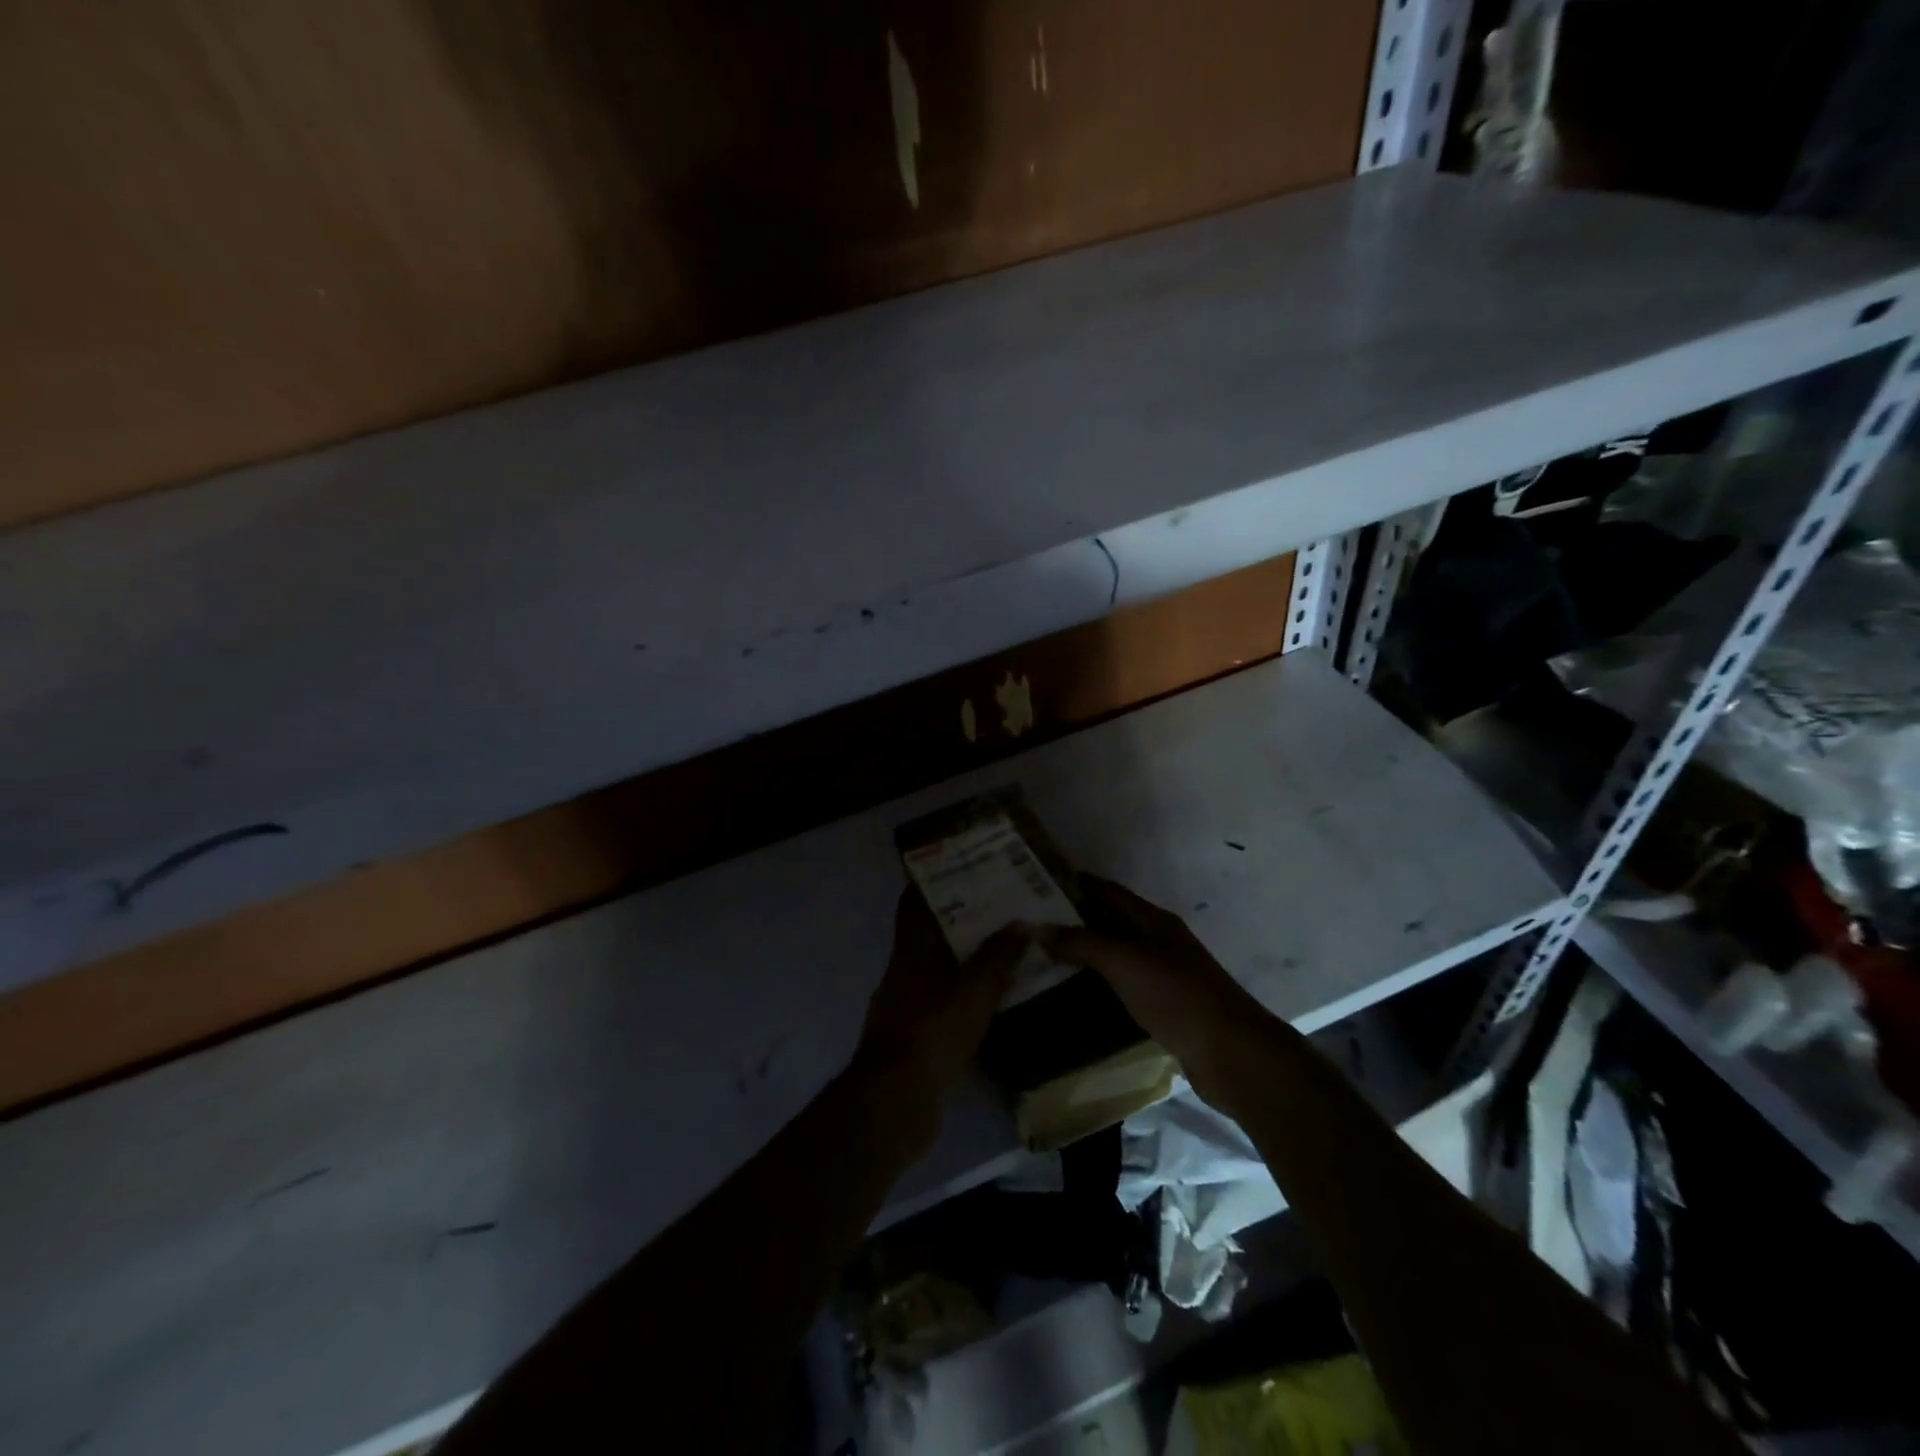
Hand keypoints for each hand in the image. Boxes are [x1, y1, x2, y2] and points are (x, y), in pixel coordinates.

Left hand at [848, 891, 1023, 1136]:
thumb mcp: (974, 988)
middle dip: (961, 919)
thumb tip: (1021, 922)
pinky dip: (966, 995)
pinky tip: (995, 998)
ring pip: (939, 969)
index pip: (914, 902)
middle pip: (930, 934)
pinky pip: (944, 1002)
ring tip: (1006, 947)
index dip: (932, 881)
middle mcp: (904, 971)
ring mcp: (907, 1005)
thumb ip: (998, 955)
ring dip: (966, 959)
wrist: (897, 1100)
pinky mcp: (916, 1036)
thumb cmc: (933, 1030)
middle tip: (1001, 906)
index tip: (962, 866)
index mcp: (911, 949)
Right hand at [1034, 877, 1282, 1115]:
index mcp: (1153, 920)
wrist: (1230, 1052)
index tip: (1037, 883)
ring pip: (1116, 954)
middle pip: (1110, 921)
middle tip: (1032, 925)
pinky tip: (1074, 993)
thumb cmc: (1176, 995)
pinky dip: (1098, 983)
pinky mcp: (1164, 1006)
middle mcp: (1158, 940)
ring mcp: (1163, 974)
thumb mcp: (1125, 962)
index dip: (1076, 884)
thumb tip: (1039, 928)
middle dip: (1074, 919)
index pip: (1108, 891)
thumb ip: (1082, 943)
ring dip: (1084, 954)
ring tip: (1042, 957)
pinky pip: (1123, 984)